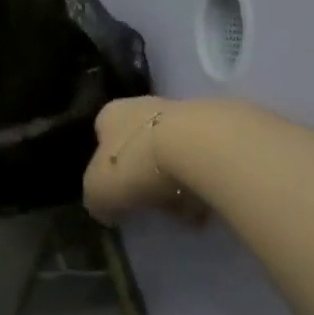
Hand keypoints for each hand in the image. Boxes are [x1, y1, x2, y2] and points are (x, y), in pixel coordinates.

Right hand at [83, 96, 206, 225]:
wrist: (200, 146)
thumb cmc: (136, 164)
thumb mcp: (98, 191)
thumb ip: (96, 199)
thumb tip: (104, 209)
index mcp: (110, 114)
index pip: (103, 137)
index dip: (109, 167)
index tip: (119, 194)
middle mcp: (142, 104)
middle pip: (139, 142)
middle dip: (145, 173)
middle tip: (153, 203)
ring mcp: (182, 111)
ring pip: (174, 149)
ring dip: (177, 177)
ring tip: (186, 209)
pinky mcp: (217, 123)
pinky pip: (204, 157)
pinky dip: (203, 178)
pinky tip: (208, 200)